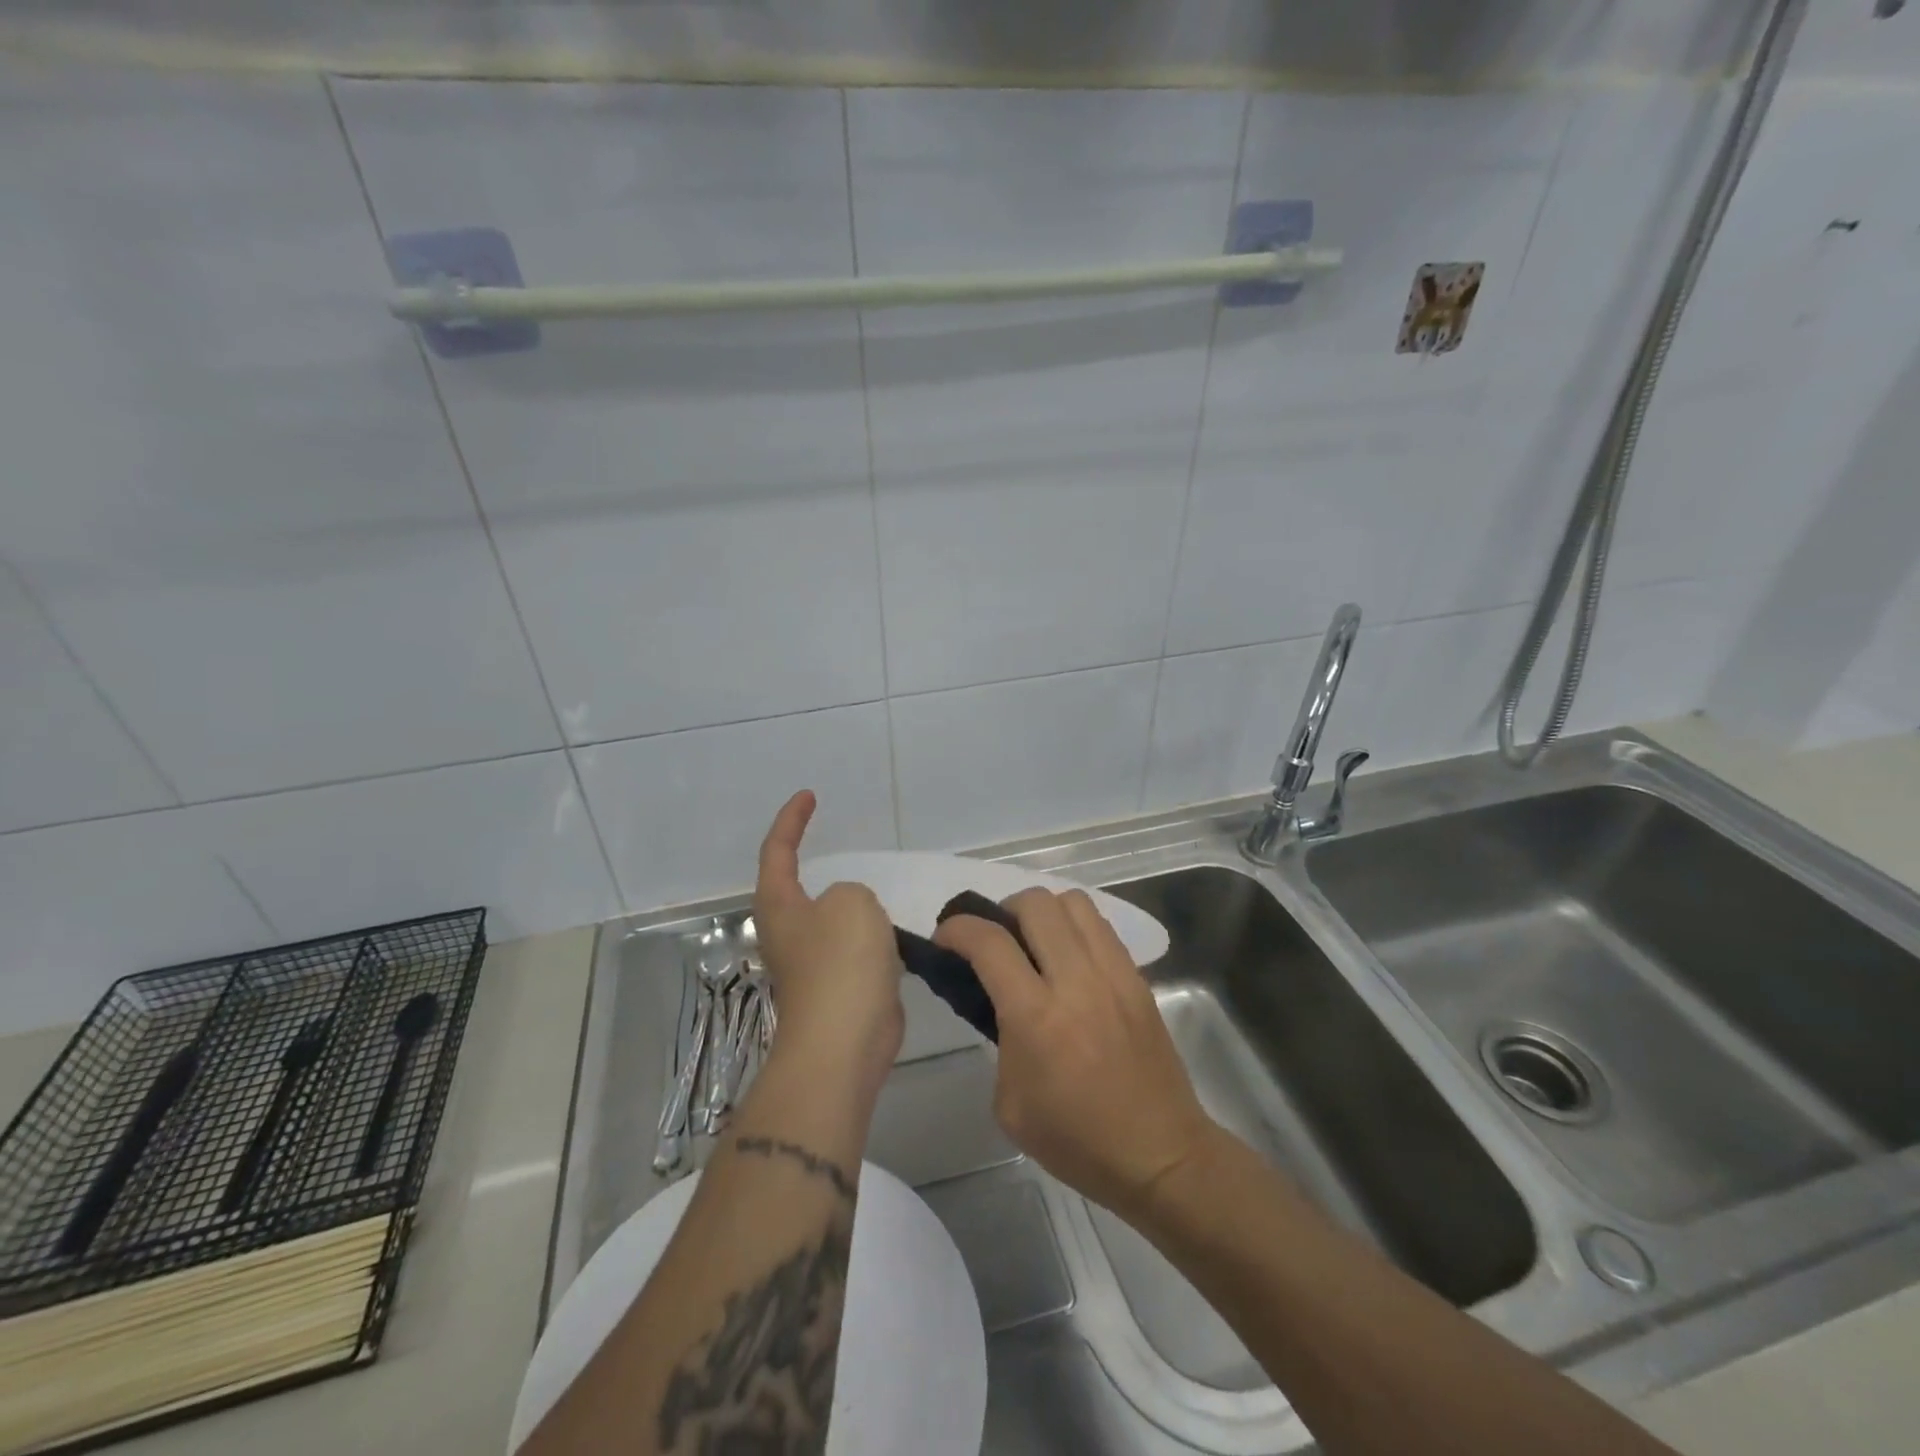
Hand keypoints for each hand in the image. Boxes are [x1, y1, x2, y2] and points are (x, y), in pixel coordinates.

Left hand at [753, 791, 903, 1097]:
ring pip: (830, 920)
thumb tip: (850, 915)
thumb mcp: (852, 902)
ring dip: (850, 905)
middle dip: (813, 862)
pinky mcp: (837, 989)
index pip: (777, 850)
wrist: (844, 1043)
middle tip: (842, 845)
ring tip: (878, 892)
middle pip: (795, 886)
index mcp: (779, 905)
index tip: (809, 796)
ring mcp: (811, 964)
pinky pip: (854, 949)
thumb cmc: (841, 963)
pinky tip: (895, 937)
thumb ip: (851, 892)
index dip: (791, 820)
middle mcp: (788, 932)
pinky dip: (871, 937)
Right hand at [934, 889, 1215, 1219]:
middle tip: (996, 940)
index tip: (944, 938)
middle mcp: (1076, 981)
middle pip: (1034, 903)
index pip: (989, 942)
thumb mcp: (1010, 1102)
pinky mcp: (1137, 978)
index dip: (957, 929)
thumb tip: (1001, 1002)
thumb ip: (1000, 1038)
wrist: (1159, 1154)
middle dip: (1002, 910)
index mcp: (1036, 1017)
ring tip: (1035, 943)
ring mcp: (1113, 974)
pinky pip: (1101, 926)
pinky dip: (1075, 927)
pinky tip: (1069, 959)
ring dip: (1043, 912)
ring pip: (1072, 902)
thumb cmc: (1076, 1140)